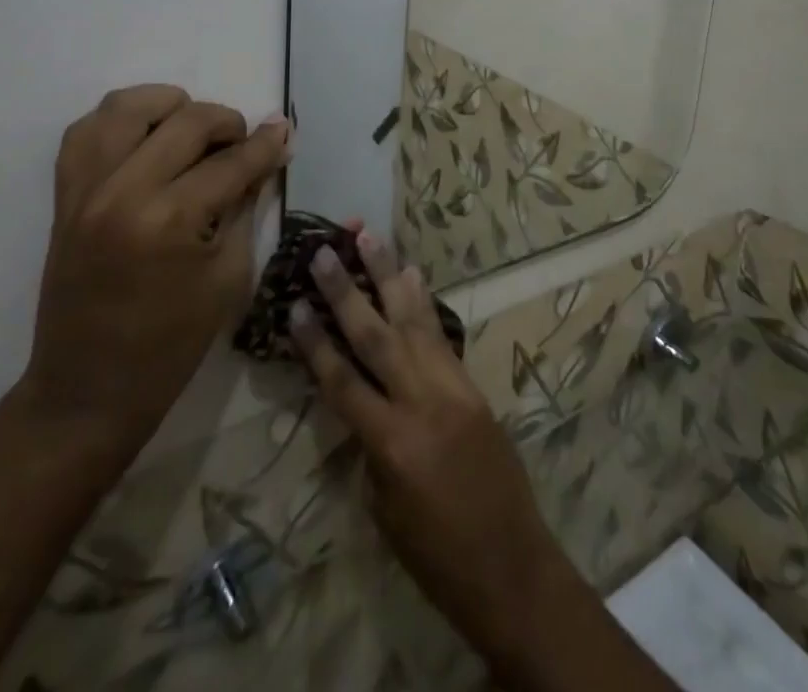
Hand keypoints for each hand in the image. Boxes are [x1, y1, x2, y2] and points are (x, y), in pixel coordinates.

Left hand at [18, 85, 289, 452]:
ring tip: (190, 130)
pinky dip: (120, 121)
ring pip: (127, 106)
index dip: (266, 144)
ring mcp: (85, 190)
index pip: (231, 162)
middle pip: (186, 120)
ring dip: (169, 107)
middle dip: (227, 122)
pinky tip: (146, 137)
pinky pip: (85, 131)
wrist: (88, 391)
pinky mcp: (63, 196)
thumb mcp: (229, 276)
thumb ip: (244, 205)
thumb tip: (264, 157)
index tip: (284, 132)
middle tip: (243, 143)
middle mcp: (122, 192)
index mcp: (170, 221)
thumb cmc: (171, 344)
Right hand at [290, 233, 562, 645]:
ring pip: (414, 320)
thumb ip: (369, 447)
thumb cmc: (438, 559)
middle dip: (347, 291)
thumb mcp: (385, 511)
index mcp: (391, 445)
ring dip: (389, 275)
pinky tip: (413, 275)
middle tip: (326, 250)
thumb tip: (362, 401)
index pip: (342, 381)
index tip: (293, 303)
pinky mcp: (473, 386)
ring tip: (371, 236)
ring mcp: (453, 388)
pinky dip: (423, 303)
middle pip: (376, 336)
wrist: (514, 569)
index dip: (315, 342)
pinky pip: (441, 336)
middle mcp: (422, 403)